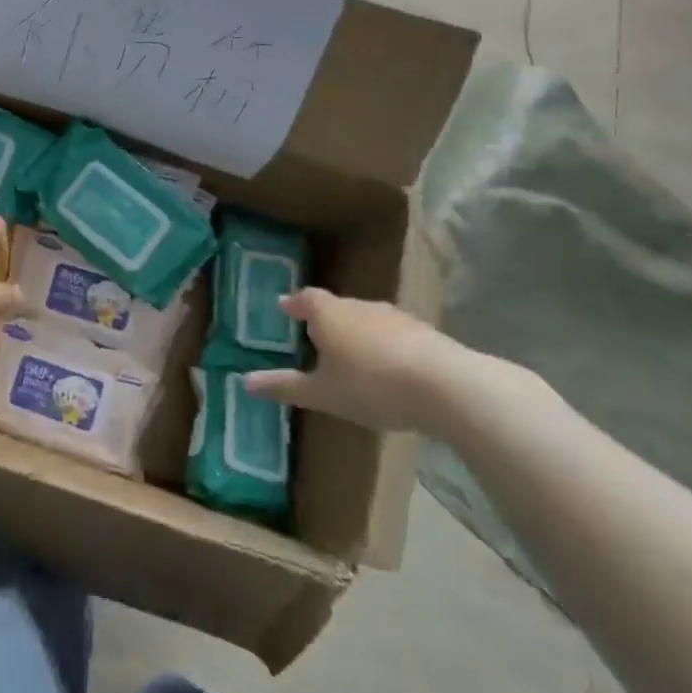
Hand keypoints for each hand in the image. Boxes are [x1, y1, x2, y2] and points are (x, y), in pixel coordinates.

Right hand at [243, 288, 467, 432]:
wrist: (446, 386)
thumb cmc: (371, 385)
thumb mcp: (323, 393)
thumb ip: (286, 386)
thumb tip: (245, 382)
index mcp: (328, 313)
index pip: (305, 299)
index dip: (294, 305)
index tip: (284, 309)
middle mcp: (359, 306)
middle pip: (335, 307)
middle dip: (324, 321)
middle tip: (314, 338)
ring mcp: (394, 316)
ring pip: (366, 320)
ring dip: (356, 334)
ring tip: (350, 356)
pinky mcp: (423, 333)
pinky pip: (393, 334)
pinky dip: (384, 347)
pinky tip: (387, 370)